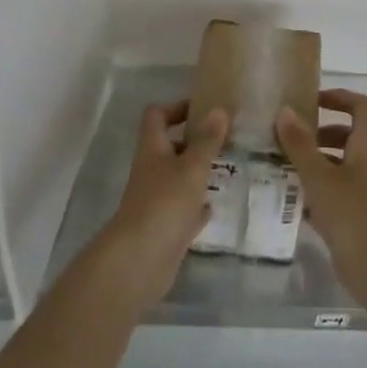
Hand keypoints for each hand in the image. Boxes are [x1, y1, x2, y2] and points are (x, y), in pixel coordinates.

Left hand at [102, 100, 228, 308]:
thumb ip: (207, 139)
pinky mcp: (164, 227)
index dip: (177, 107)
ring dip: (197, 172)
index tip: (203, 108)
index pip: (157, 115)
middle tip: (224, 138)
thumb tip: (220, 108)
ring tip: (226, 167)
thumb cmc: (165, 202)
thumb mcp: (192, 166)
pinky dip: (195, 206)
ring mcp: (156, 200)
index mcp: (152, 149)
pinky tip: (213, 205)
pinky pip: (182, 209)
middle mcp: (151, 170)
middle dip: (194, 141)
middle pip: (169, 146)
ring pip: (177, 178)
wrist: (140, 260)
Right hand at [276, 89, 366, 282]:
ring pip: (340, 165)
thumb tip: (285, 111)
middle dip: (320, 133)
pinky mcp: (358, 216)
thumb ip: (300, 144)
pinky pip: (336, 193)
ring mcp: (366, 192)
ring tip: (284, 168)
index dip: (339, 97)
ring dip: (316, 162)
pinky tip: (293, 201)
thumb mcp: (318, 175)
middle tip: (291, 139)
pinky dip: (317, 191)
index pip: (361, 106)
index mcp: (366, 146)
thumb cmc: (349, 212)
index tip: (312, 101)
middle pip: (348, 136)